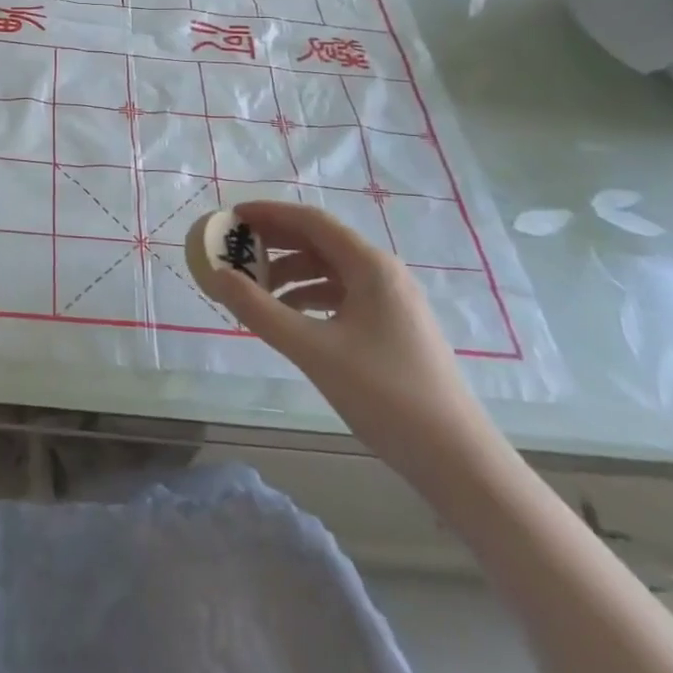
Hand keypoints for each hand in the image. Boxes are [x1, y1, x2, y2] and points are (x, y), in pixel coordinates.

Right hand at [200, 200, 504, 489]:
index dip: (269, 214)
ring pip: (330, 271)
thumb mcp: (312, 350)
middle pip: (320, 242)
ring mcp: (391, 301)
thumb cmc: (385, 395)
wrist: (456, 458)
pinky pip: (341, 296)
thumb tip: (216, 276)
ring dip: (290, 274)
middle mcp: (383, 273)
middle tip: (234, 251)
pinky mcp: (392, 327)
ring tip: (253, 291)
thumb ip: (259, 310)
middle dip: (275, 243)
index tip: (231, 217)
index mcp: (370, 266)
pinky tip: (288, 318)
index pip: (311, 221)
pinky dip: (309, 298)